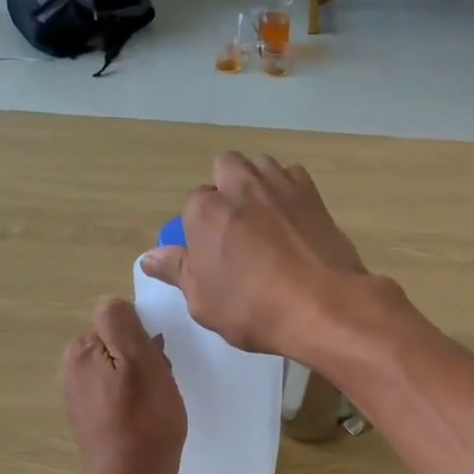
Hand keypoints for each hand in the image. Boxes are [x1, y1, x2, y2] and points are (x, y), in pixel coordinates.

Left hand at [60, 297, 185, 473]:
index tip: (156, 361)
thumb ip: (123, 324)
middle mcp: (71, 369)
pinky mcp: (89, 418)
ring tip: (155, 403)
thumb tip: (116, 304)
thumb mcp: (141, 361)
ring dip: (140, 378)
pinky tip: (144, 417)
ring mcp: (78, 396)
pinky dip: (132, 398)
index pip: (119, 320)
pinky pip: (115, 392)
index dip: (143, 337)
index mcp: (81, 350)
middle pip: (117, 344)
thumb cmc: (144, 420)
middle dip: (141, 356)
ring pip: (119, 368)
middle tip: (159, 384)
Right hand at [139, 152, 368, 359]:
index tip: (211, 251)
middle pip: (225, 168)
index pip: (192, 205)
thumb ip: (177, 272)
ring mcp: (280, 185)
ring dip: (257, 182)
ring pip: (260, 165)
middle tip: (236, 226)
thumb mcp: (203, 302)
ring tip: (264, 217)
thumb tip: (150, 256)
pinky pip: (293, 177)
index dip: (201, 228)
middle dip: (226, 188)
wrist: (324, 306)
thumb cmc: (254, 309)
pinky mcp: (313, 194)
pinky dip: (289, 189)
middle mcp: (240, 186)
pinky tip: (293, 218)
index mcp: (205, 211)